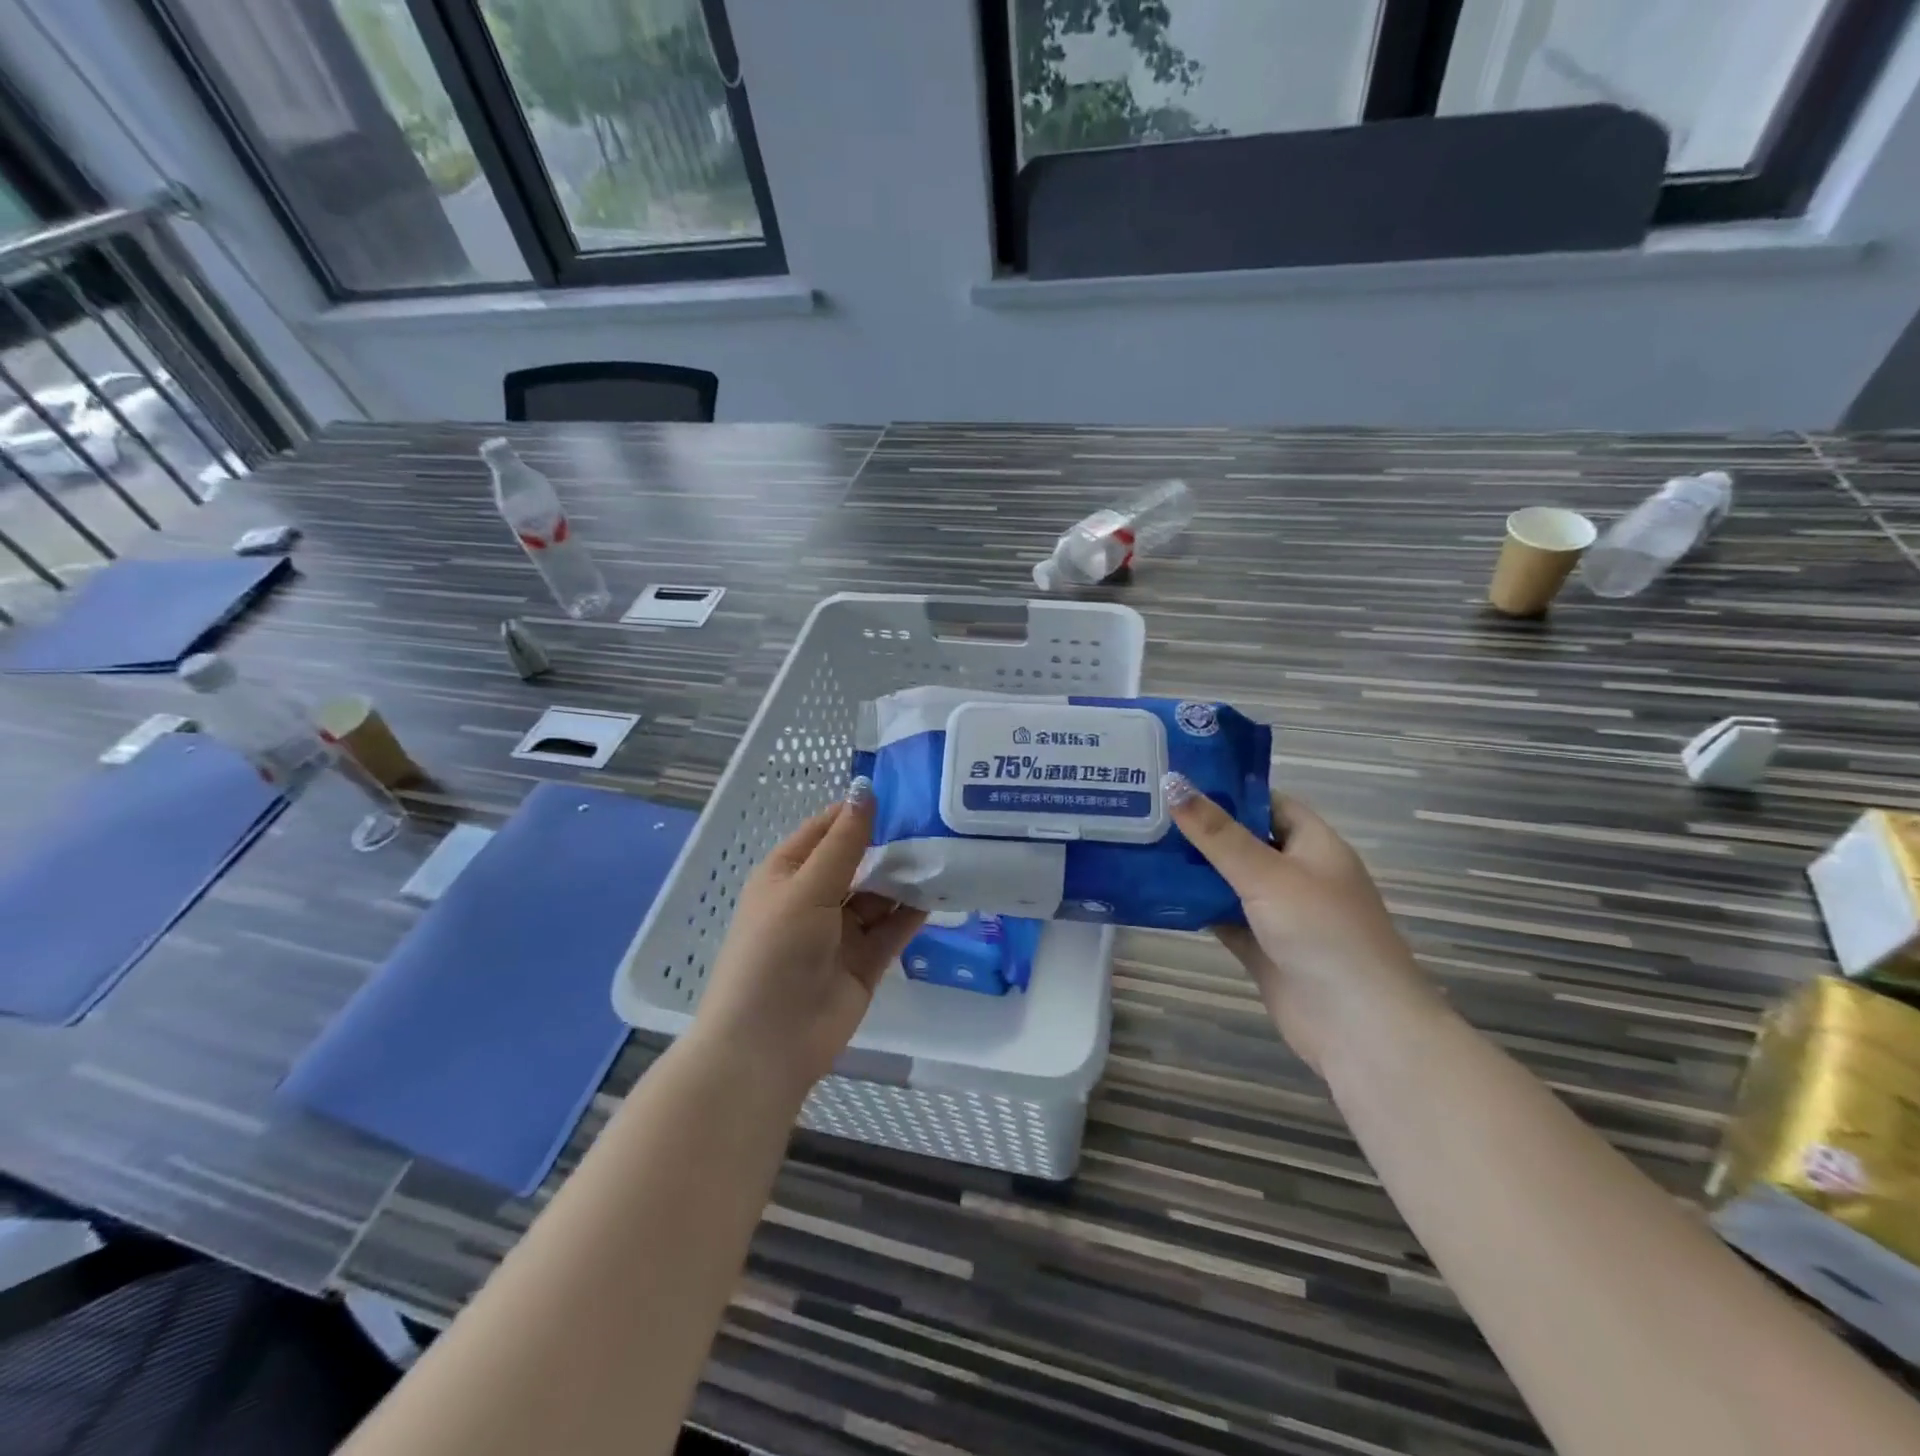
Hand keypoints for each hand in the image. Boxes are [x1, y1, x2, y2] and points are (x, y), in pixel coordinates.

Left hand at [691, 779, 925, 1098]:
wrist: (768, 1045)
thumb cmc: (775, 953)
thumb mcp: (807, 889)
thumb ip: (843, 843)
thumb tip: (865, 789)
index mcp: (788, 874)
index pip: (827, 829)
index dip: (859, 810)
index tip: (905, 791)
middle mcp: (815, 897)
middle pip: (859, 860)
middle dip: (892, 842)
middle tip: (939, 818)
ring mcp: (842, 931)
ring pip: (880, 893)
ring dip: (907, 876)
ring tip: (949, 848)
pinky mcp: (866, 960)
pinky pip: (894, 927)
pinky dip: (915, 910)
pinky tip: (945, 888)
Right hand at [1164, 776, 1440, 1072]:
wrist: (1357, 1027)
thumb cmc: (1322, 933)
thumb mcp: (1266, 874)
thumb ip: (1216, 833)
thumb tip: (1172, 782)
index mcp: (1313, 844)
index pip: (1266, 802)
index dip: (1226, 789)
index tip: (1175, 779)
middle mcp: (1297, 873)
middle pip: (1242, 840)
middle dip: (1199, 828)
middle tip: (1143, 809)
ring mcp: (1278, 912)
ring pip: (1228, 880)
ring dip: (1192, 868)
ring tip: (1139, 843)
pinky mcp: (1261, 946)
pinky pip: (1222, 915)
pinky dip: (1195, 906)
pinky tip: (1155, 892)